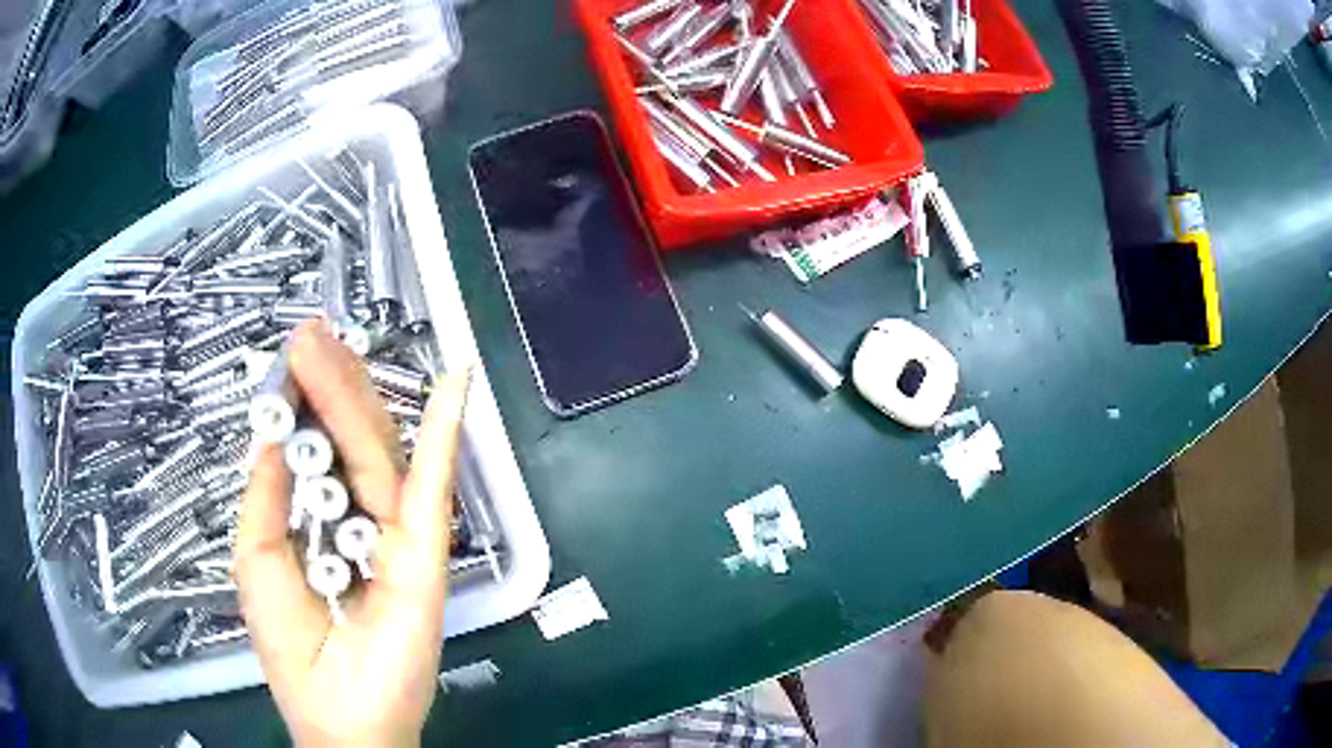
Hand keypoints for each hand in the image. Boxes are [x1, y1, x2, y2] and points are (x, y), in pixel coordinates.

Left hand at [235, 321, 470, 747]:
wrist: (339, 713)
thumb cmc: (290, 645)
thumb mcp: (258, 557)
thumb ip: (265, 492)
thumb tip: (272, 428)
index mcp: (322, 521)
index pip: (318, 447)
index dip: (304, 398)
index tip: (292, 355)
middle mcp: (361, 518)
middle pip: (348, 438)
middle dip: (326, 383)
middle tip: (307, 336)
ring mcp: (397, 533)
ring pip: (379, 449)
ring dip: (357, 393)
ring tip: (332, 344)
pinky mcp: (423, 553)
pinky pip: (433, 483)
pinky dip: (445, 433)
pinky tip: (453, 384)